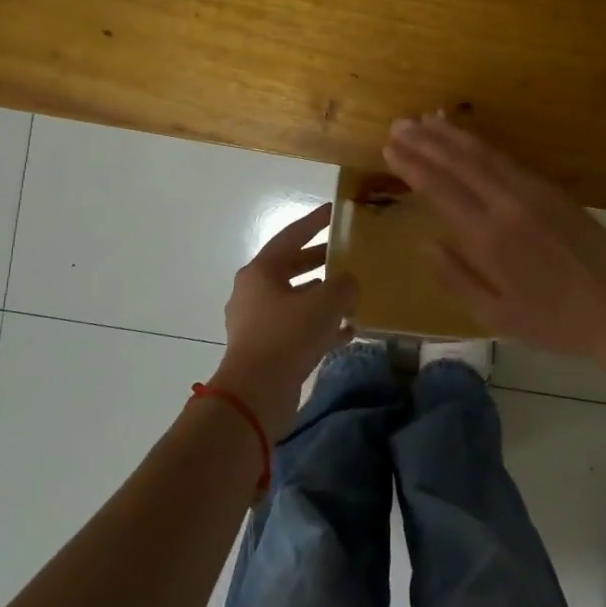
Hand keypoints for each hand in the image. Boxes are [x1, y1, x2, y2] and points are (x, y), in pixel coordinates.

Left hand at [213, 202, 357, 438]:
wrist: (256, 394)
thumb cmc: (288, 336)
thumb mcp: (326, 302)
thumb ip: (344, 285)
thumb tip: (347, 284)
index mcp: (261, 271)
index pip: (291, 236)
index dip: (315, 222)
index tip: (334, 211)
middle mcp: (253, 292)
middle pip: (291, 267)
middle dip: (320, 261)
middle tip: (346, 253)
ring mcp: (256, 322)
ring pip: (295, 300)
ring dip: (322, 296)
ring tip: (351, 294)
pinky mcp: (264, 349)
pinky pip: (296, 328)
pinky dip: (319, 326)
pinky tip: (347, 331)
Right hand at [383, 116, 605, 374]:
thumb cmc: (553, 321)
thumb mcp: (496, 316)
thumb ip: (456, 279)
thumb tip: (426, 244)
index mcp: (488, 238)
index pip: (440, 189)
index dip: (412, 165)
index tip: (389, 147)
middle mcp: (507, 205)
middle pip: (459, 163)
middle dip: (426, 142)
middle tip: (398, 125)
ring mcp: (534, 193)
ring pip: (485, 154)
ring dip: (453, 136)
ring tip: (426, 120)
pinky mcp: (554, 191)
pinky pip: (510, 160)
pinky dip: (484, 146)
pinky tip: (471, 141)